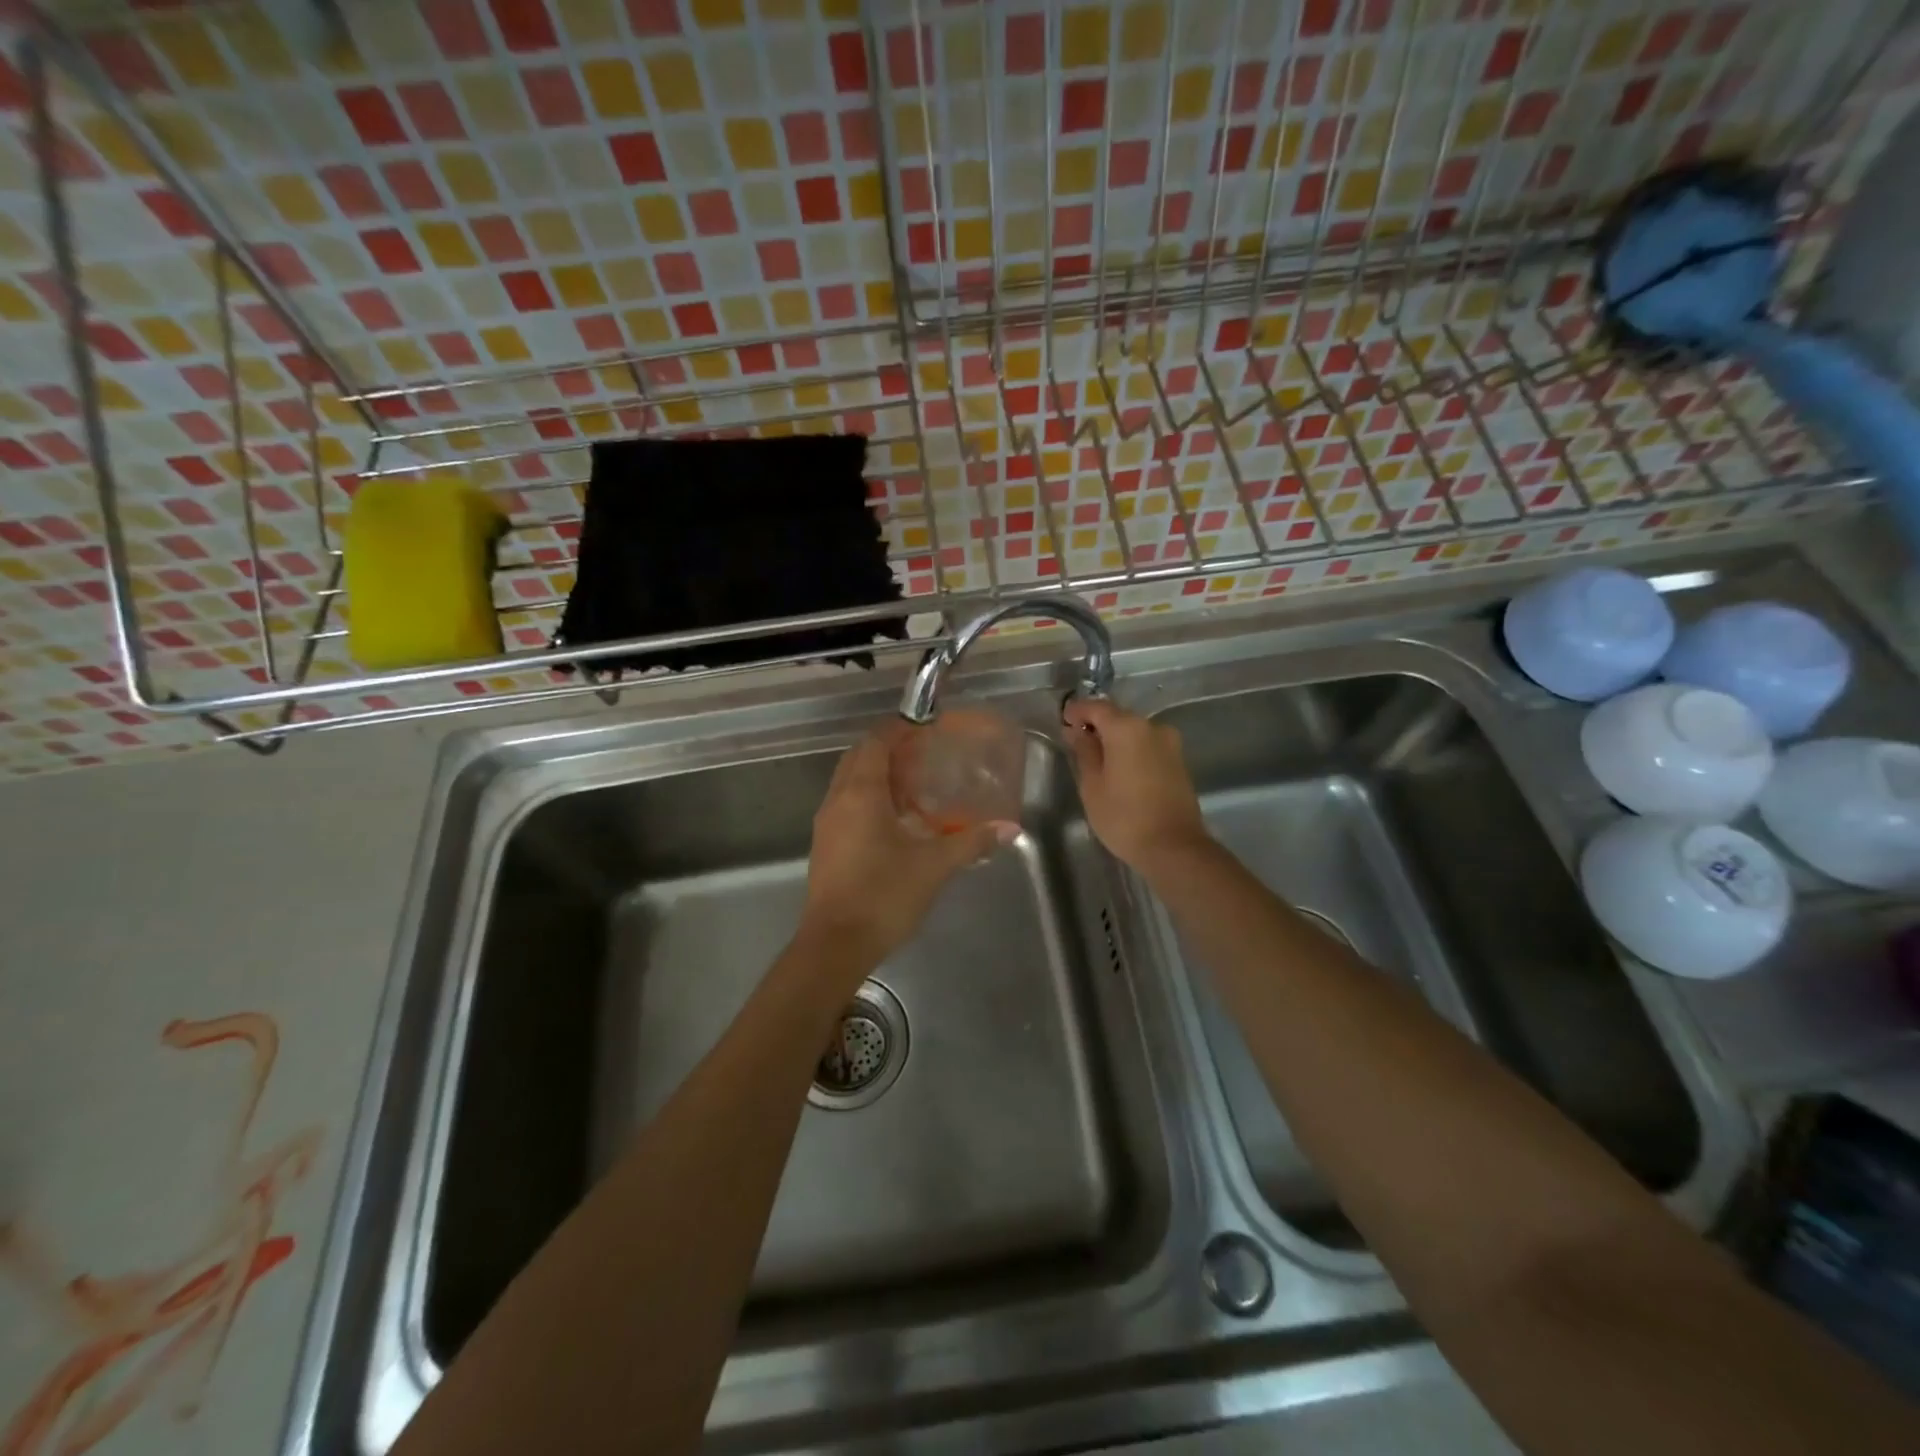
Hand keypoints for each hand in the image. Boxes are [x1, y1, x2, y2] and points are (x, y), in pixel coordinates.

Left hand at [799, 722, 1007, 971]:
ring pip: (849, 782)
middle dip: (887, 748)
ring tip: (914, 783)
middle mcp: (838, 800)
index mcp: (861, 793)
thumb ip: (972, 841)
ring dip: (876, 774)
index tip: (925, 726)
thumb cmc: (884, 895)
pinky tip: (895, 820)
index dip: (898, 728)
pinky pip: (846, 805)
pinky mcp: (825, 846)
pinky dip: (868, 798)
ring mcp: (827, 824)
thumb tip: (1010, 828)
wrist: (835, 944)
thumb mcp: (934, 866)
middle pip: (859, 757)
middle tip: (923, 753)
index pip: (876, 742)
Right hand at [1062, 699, 1209, 873]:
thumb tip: (1076, 731)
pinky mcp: (1179, 761)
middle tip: (1075, 742)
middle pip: (1118, 717)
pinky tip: (1119, 770)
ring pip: (1134, 732)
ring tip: (1096, 760)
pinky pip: (1148, 746)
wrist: (1173, 847)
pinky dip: (1131, 751)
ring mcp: (1170, 744)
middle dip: (1096, 725)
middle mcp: (1152, 727)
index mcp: (1127, 728)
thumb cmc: (1123, 817)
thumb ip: (1084, 751)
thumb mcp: (1092, 785)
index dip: (1076, 711)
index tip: (1062, 721)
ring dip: (1115, 739)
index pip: (1096, 707)